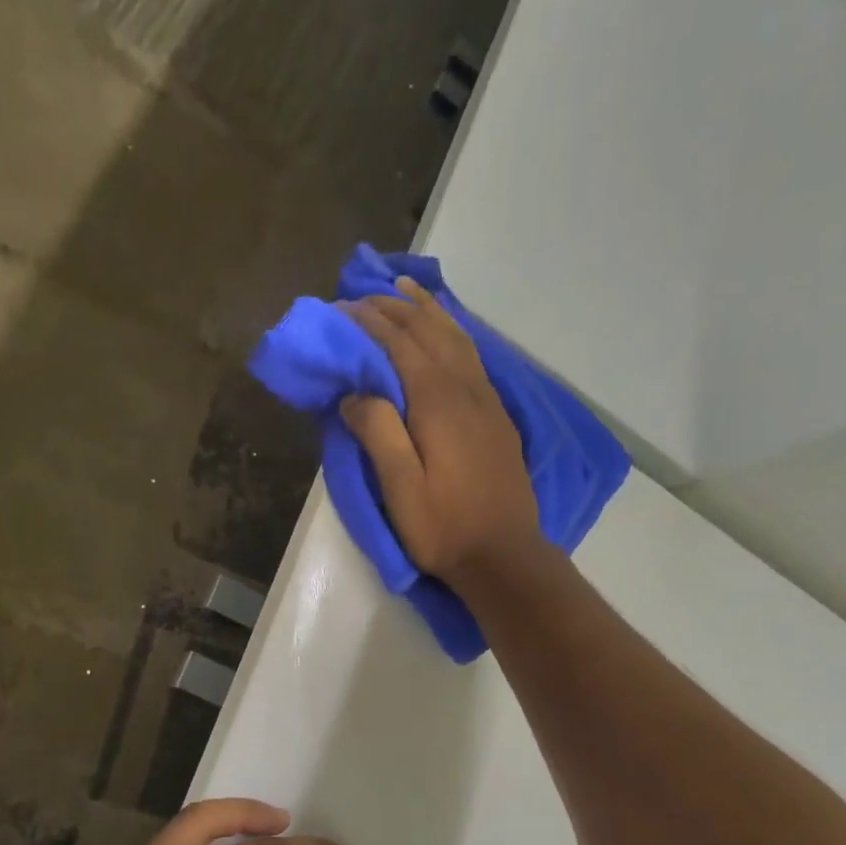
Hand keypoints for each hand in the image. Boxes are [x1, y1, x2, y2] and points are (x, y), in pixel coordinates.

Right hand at [340, 278, 541, 587]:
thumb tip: (354, 393)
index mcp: (438, 403)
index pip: (400, 345)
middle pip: (430, 333)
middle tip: (363, 294)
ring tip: (405, 289)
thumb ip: (378, 433)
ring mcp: (487, 402)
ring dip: (428, 310)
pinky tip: (446, 331)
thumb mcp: (400, 488)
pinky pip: (473, 356)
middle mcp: (466, 390)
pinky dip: (453, 332)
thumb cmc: (443, 528)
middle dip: (395, 308)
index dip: (370, 322)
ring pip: (457, 338)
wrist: (503, 556)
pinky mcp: (497, 417)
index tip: (341, 307)